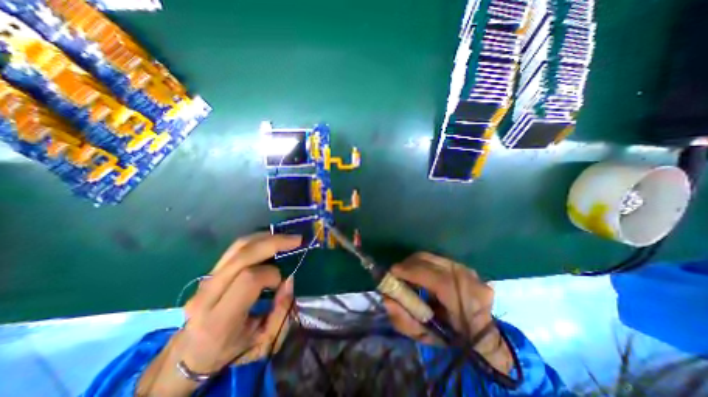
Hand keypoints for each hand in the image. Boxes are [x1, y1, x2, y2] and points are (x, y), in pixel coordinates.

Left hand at [138, 233, 300, 393]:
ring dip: (266, 237)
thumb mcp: (263, 342)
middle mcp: (208, 295)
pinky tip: (271, 240)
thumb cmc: (230, 352)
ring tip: (286, 238)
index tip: (281, 283)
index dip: (272, 274)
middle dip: (274, 243)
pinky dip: (257, 240)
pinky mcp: (209, 272)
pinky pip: (235, 248)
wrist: (190, 354)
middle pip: (243, 256)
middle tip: (296, 240)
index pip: (249, 279)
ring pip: (238, 247)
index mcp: (219, 320)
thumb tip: (289, 279)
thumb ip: (281, 311)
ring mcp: (205, 280)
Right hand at [382, 254, 515, 372]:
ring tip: (407, 274)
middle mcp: (471, 282)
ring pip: (433, 257)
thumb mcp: (425, 338)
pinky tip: (420, 274)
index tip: (393, 271)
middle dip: (409, 264)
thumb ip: (404, 320)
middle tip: (397, 273)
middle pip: (432, 261)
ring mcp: (469, 271)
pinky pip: (438, 259)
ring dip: (415, 263)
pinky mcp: (465, 265)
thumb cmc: (452, 340)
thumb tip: (387, 299)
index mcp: (466, 305)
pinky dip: (424, 264)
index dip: (412, 272)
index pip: (438, 281)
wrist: (480, 335)